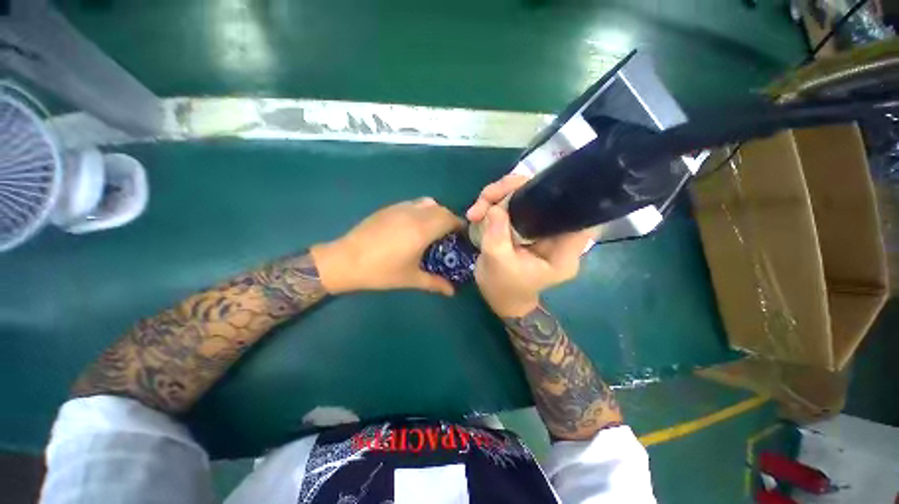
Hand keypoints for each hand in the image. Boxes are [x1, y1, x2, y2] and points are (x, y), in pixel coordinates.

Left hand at [311, 198, 463, 295]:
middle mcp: (414, 214)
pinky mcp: (388, 208)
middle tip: (448, 235)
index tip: (461, 235)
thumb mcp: (411, 278)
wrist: (346, 260)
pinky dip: (421, 210)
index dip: (459, 224)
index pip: (449, 219)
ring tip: (432, 228)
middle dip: (449, 219)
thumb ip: (435, 283)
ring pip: (426, 203)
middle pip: (440, 209)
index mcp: (422, 230)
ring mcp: (400, 208)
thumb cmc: (381, 271)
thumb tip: (452, 292)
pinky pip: (413, 204)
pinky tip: (413, 226)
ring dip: (435, 212)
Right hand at [468, 174, 593, 316]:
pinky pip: (512, 203)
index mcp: (562, 251)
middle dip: (511, 190)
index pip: (577, 216)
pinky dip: (493, 203)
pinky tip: (477, 213)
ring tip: (474, 212)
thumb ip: (497, 236)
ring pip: (524, 195)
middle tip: (485, 199)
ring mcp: (539, 226)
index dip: (564, 196)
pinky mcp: (525, 223)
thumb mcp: (498, 264)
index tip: (537, 188)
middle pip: (545, 197)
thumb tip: (495, 206)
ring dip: (497, 196)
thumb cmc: (503, 288)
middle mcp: (555, 234)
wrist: (498, 297)